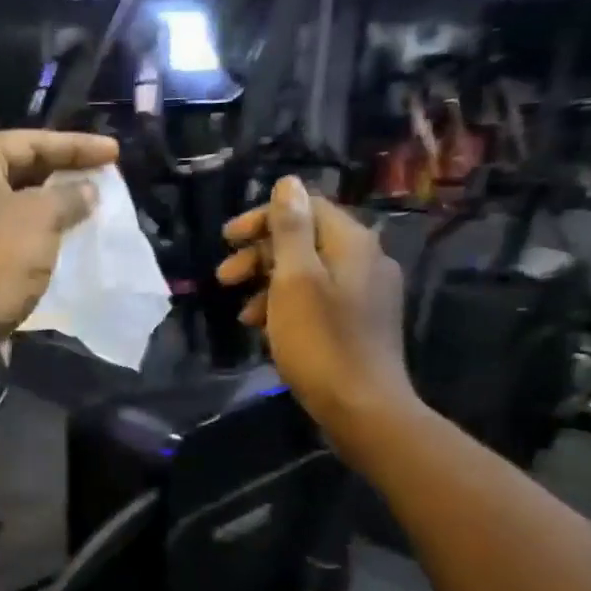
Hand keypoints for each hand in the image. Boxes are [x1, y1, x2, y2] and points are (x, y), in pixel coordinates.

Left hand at [0, 130, 120, 337]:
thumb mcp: (40, 220)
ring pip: (10, 199)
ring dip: (48, 202)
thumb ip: (68, 196)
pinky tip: (59, 231)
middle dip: (61, 172)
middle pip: (17, 167)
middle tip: (101, 175)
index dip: (77, 147)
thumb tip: (87, 190)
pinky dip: (31, 227)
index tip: (115, 152)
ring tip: (86, 202)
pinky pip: (2, 226)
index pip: (30, 141)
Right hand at [217, 175, 417, 435]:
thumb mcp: (295, 280)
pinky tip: (265, 329)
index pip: (305, 208)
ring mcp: (366, 293)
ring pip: (309, 272)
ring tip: (240, 311)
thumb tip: (288, 183)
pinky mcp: (361, 322)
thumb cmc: (321, 341)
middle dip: (260, 255)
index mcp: (352, 243)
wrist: (363, 407)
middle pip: (306, 240)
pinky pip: (318, 299)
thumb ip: (290, 229)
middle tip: (224, 277)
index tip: (227, 240)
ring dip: (268, 284)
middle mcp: (366, 260)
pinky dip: (287, 305)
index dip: (263, 219)